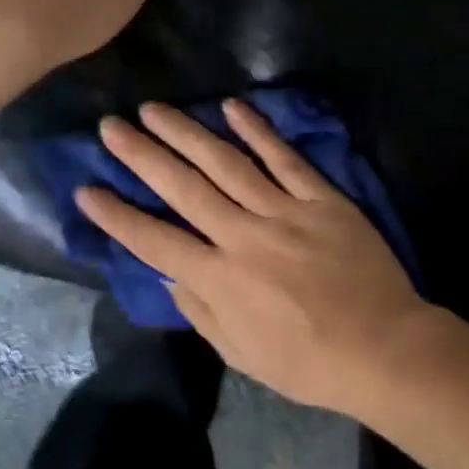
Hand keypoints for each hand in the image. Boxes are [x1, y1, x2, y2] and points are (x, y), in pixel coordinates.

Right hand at [75, 98, 439, 414]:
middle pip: (184, 188)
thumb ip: (201, 310)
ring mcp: (285, 212)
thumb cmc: (308, 361)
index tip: (86, 189)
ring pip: (226, 163)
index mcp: (221, 280)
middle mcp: (244, 237)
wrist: (382, 346)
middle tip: (110, 127)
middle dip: (142, 156)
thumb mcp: (242, 354)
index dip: (117, 216)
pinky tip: (233, 107)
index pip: (155, 241)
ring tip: (155, 109)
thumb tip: (167, 273)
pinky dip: (258, 131)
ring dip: (187, 133)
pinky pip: (285, 159)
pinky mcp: (321, 198)